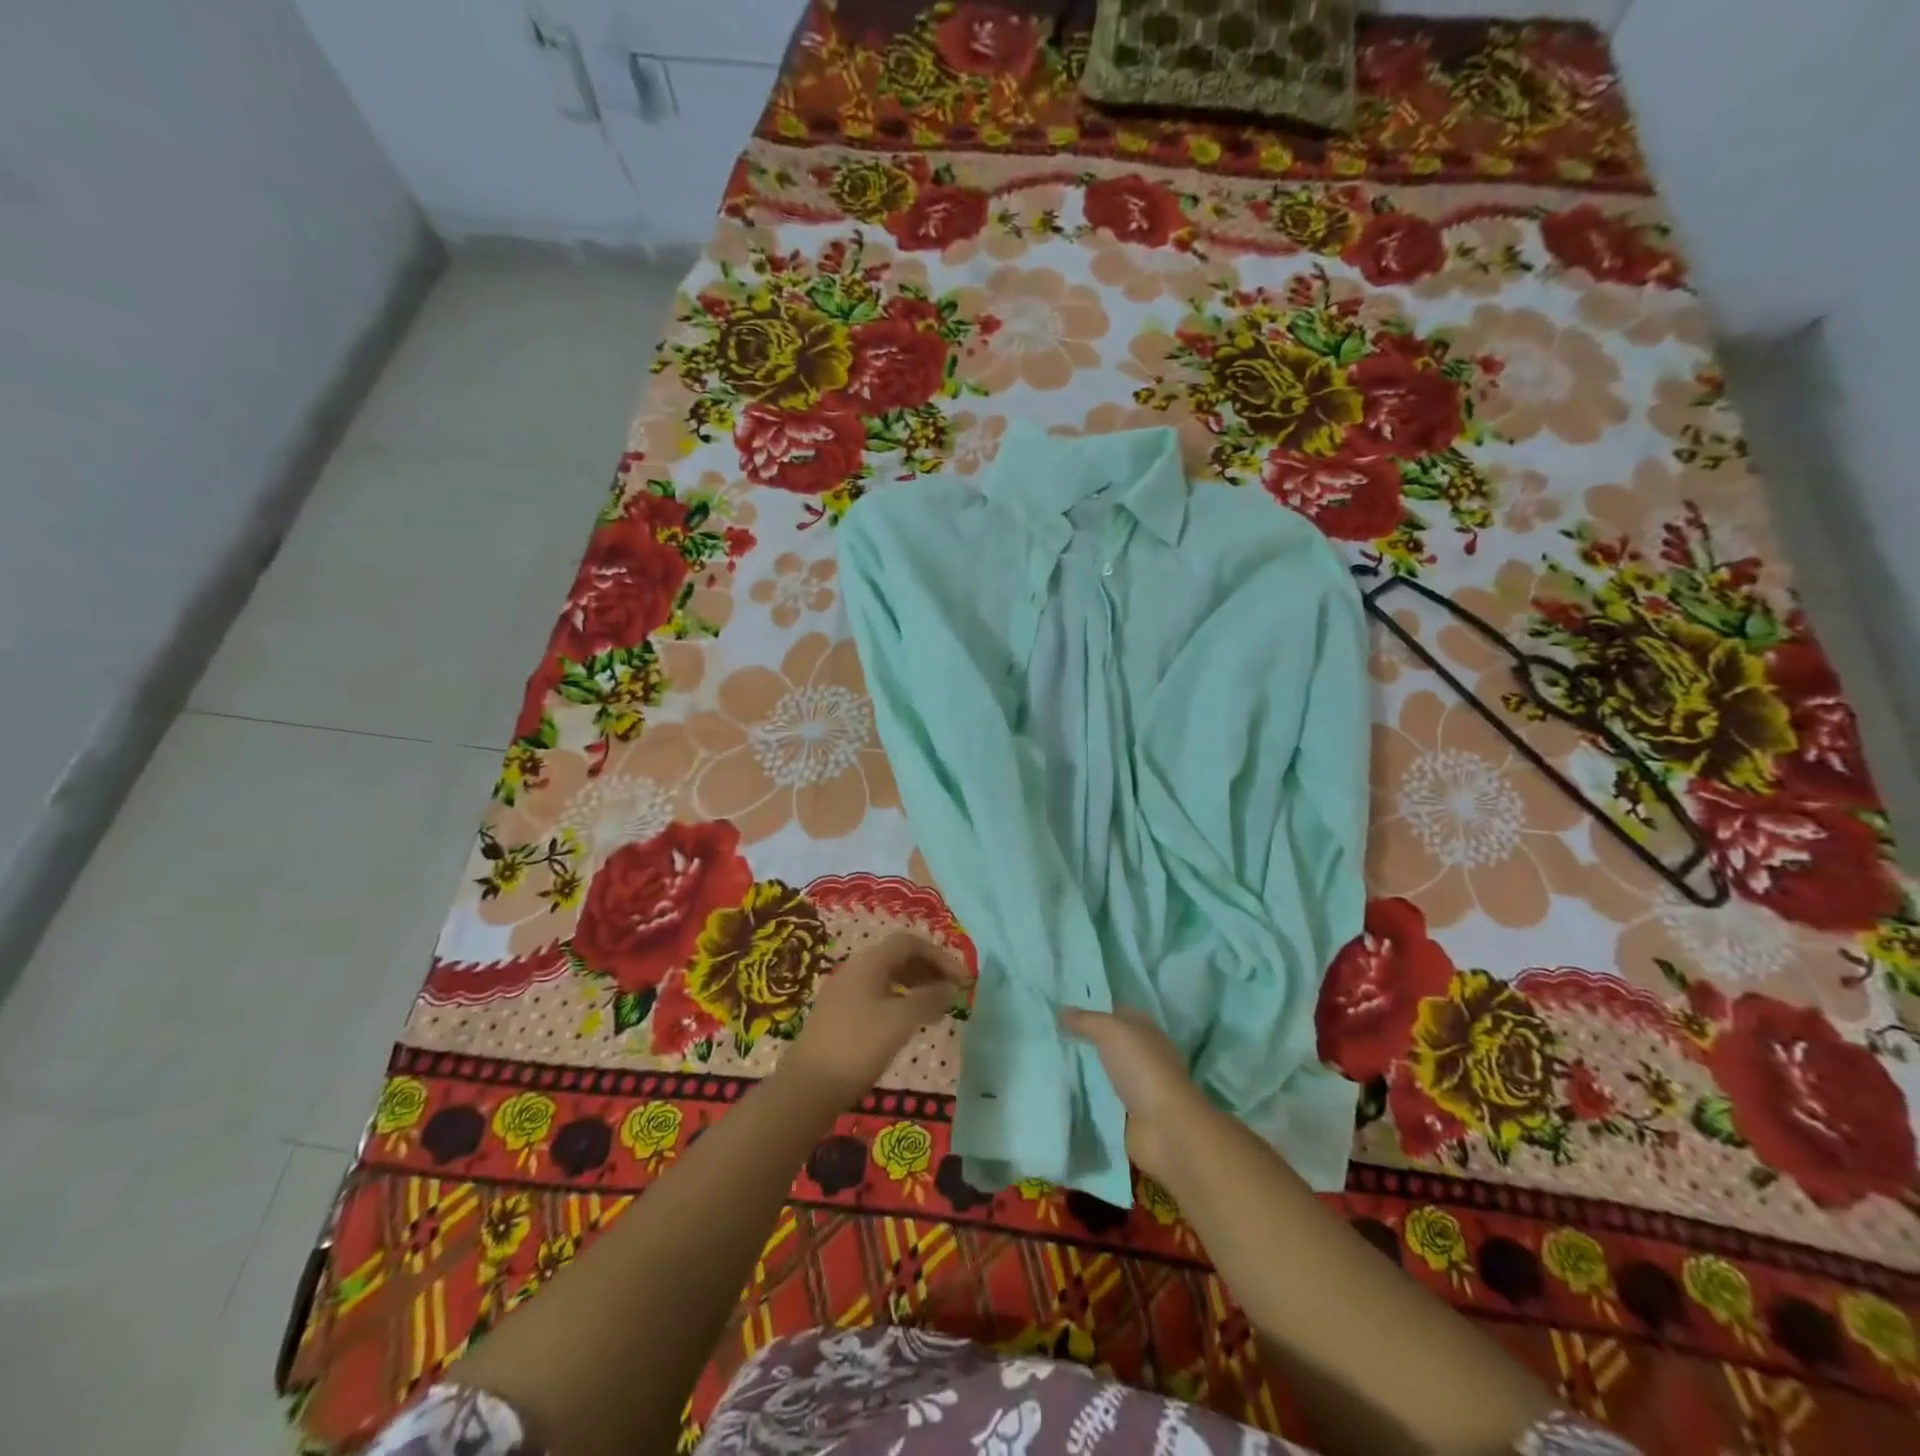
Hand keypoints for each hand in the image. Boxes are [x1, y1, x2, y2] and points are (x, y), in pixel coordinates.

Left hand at [781, 933, 970, 1108]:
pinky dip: (900, 1002)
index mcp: (869, 962)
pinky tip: (909, 1024)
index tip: (963, 979)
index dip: (941, 956)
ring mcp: (844, 993)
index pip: (911, 943)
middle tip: (954, 991)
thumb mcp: (900, 1020)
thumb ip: (929, 999)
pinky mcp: (839, 1016)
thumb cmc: (858, 1046)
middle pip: (899, 957)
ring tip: (937, 1008)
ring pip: (888, 978)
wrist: (807, 1088)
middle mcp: (855, 969)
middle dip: (930, 970)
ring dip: (916, 987)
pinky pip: (877, 996)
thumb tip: (950, 988)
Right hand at [1061, 1006, 1210, 1181]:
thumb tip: (1061, 1011)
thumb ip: (1085, 1020)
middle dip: (1083, 1039)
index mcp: (1145, 1030)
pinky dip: (1085, 1095)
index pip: (1116, 1012)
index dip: (1091, 1008)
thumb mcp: (1111, 1031)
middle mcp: (1142, 1055)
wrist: (1165, 1128)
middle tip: (1048, 1033)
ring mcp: (1136, 1086)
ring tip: (1048, 1060)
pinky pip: (1100, 1098)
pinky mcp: (1127, 1115)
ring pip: (1103, 1070)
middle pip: (1108, 1042)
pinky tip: (1061, 1089)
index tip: (1060, 1008)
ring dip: (1082, 1068)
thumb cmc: (1142, 1069)